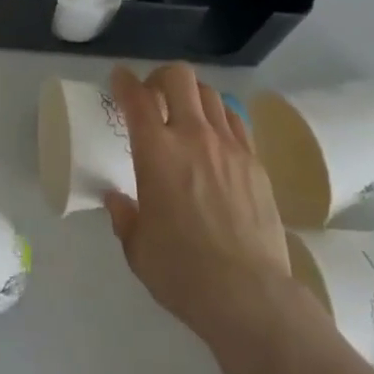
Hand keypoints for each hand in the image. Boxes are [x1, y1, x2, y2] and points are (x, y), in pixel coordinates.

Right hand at [104, 64, 292, 347]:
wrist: (249, 296)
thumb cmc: (183, 273)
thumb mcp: (138, 250)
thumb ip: (125, 217)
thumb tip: (118, 200)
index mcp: (157, 152)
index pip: (136, 98)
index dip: (124, 81)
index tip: (119, 79)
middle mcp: (193, 136)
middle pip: (179, 77)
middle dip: (161, 77)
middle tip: (154, 95)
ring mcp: (229, 146)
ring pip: (210, 94)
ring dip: (192, 96)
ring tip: (186, 114)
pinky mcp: (255, 162)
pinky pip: (236, 121)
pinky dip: (220, 118)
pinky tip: (216, 137)